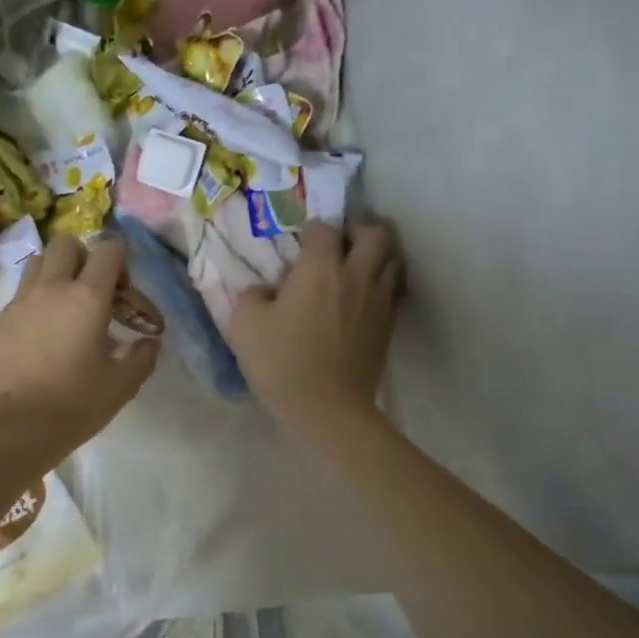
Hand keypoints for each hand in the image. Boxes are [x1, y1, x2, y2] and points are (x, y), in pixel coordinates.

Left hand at [0, 235, 159, 463]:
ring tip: (67, 306)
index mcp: (87, 297)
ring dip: (56, 272)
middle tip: (94, 292)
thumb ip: (142, 356)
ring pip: (38, 263)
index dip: (121, 261)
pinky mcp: (0, 321)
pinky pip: (21, 294)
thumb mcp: (122, 384)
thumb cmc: (76, 404)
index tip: (123, 293)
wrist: (15, 428)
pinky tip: (44, 334)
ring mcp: (20, 302)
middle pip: (66, 244)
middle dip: (84, 258)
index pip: (108, 249)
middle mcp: (51, 288)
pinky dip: (36, 300)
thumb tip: (149, 342)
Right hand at [228, 220, 400, 442]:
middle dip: (357, 231)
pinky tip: (364, 300)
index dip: (310, 231)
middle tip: (339, 245)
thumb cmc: (282, 363)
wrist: (327, 409)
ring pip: (393, 260)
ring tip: (356, 269)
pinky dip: (383, 286)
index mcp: (320, 268)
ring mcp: (379, 301)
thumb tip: (263, 290)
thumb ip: (251, 296)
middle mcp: (356, 275)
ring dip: (376, 257)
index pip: (323, 228)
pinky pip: (394, 292)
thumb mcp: (245, 326)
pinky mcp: (389, 327)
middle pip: (375, 234)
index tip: (299, 244)